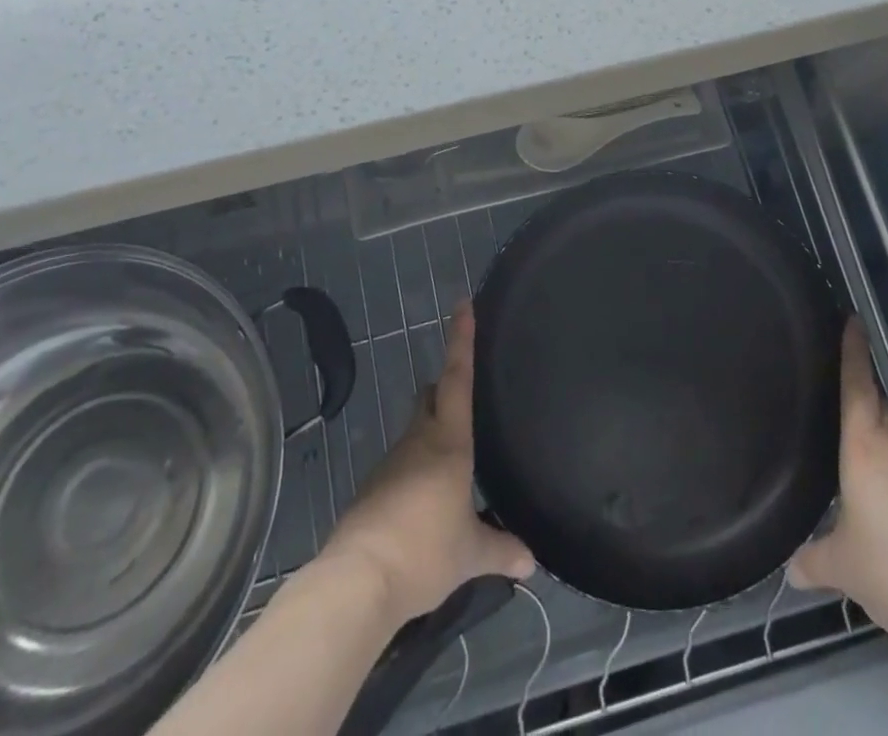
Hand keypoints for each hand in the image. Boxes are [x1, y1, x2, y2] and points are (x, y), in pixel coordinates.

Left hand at [319, 303, 532, 626]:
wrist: (356, 583)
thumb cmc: (423, 552)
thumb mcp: (470, 554)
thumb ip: (502, 550)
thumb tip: (532, 561)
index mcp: (448, 442)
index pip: (457, 378)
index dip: (461, 340)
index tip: (462, 304)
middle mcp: (417, 442)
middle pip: (430, 397)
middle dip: (444, 389)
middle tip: (465, 396)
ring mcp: (390, 465)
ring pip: (415, 433)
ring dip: (431, 437)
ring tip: (453, 465)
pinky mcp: (371, 491)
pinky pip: (401, 468)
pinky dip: (415, 474)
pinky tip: (425, 504)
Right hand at [787, 320, 887, 645]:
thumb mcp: (840, 565)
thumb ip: (812, 559)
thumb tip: (790, 568)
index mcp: (865, 447)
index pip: (857, 386)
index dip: (853, 351)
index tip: (853, 319)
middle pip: (878, 402)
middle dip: (861, 382)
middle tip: (837, 370)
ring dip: (874, 420)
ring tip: (848, 424)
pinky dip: (885, 455)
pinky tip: (872, 480)